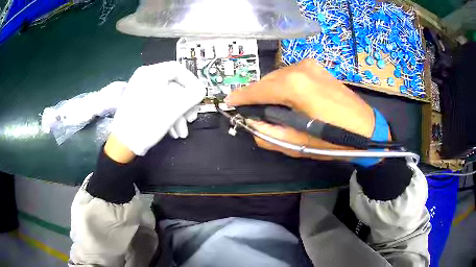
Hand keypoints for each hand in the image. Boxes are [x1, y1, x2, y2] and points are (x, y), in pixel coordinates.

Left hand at [106, 62, 204, 160]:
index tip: (199, 97)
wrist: (123, 144)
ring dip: (178, 115)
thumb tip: (201, 89)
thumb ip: (193, 94)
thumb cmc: (148, 121)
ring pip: (166, 98)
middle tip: (192, 118)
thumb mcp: (175, 107)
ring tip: (181, 132)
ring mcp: (140, 91)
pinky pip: (157, 104)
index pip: (178, 69)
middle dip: (185, 105)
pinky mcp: (138, 103)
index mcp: (152, 73)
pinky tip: (172, 131)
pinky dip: (167, 116)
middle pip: (173, 86)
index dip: (192, 82)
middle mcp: (145, 78)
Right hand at [225, 59, 374, 159]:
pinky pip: (291, 75)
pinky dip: (284, 86)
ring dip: (270, 91)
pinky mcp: (318, 68)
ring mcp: (310, 65)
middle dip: (256, 95)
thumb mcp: (296, 144)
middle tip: (252, 111)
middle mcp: (299, 68)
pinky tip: (288, 99)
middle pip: (267, 81)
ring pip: (278, 77)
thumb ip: (266, 133)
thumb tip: (251, 123)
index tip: (228, 103)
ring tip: (272, 108)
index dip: (241, 97)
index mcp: (294, 85)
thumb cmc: (333, 139)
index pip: (257, 89)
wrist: (367, 129)